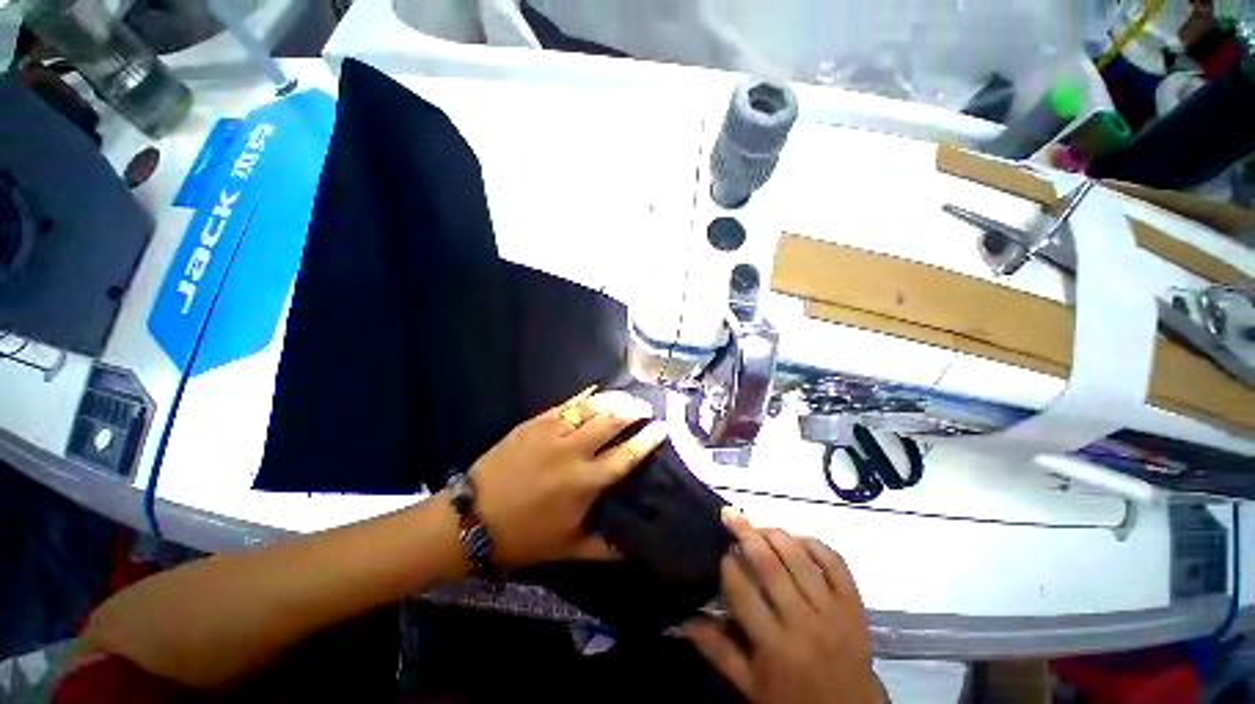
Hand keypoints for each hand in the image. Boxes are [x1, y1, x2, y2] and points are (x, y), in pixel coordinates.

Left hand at [468, 387, 666, 570]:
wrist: (472, 518)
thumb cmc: (524, 536)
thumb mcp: (568, 549)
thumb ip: (605, 549)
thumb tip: (633, 548)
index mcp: (586, 482)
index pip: (627, 454)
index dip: (648, 438)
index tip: (663, 427)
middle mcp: (574, 452)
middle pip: (613, 421)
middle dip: (635, 410)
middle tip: (646, 407)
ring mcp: (553, 432)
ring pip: (592, 407)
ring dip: (614, 399)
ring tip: (626, 397)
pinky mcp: (535, 422)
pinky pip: (566, 403)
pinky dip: (585, 396)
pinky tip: (596, 391)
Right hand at [685, 512, 881, 703]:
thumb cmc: (793, 700)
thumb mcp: (750, 685)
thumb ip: (717, 650)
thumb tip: (681, 619)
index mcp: (774, 646)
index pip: (743, 591)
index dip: (727, 564)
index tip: (719, 551)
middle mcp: (804, 622)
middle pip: (770, 565)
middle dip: (746, 533)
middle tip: (729, 514)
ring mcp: (833, 611)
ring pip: (800, 558)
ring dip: (775, 534)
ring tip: (758, 527)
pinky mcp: (854, 605)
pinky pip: (835, 563)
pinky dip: (815, 544)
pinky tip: (797, 539)